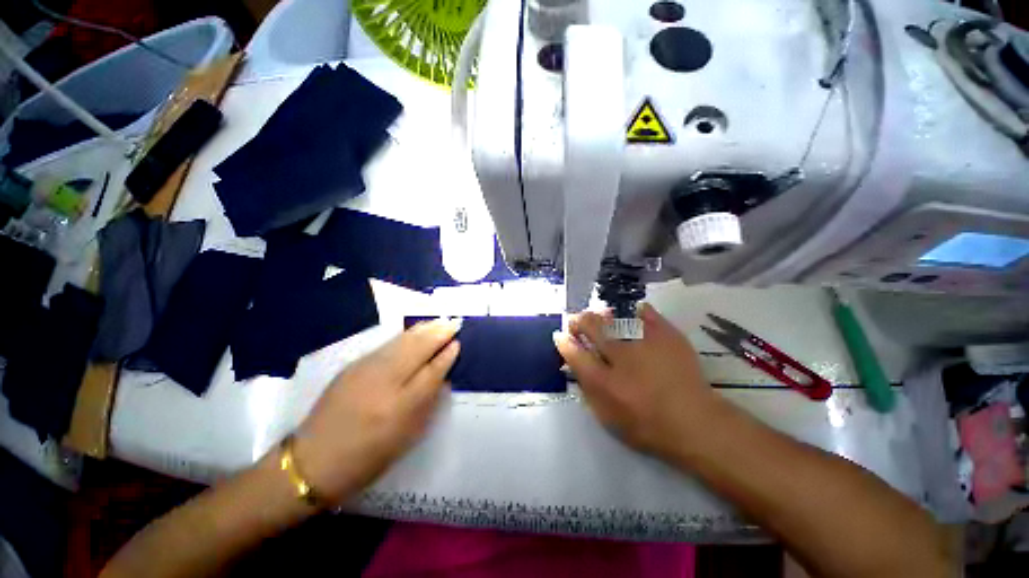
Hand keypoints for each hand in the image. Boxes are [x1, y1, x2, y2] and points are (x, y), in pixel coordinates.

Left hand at [292, 319, 460, 503]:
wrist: (312, 461)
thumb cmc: (367, 458)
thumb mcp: (406, 438)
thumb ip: (427, 404)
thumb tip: (442, 376)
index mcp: (400, 408)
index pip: (431, 372)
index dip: (446, 356)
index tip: (457, 343)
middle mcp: (384, 382)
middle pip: (418, 349)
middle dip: (438, 333)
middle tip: (454, 323)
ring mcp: (366, 370)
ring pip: (402, 341)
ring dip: (424, 329)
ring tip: (439, 321)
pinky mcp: (353, 365)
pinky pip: (387, 344)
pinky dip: (406, 335)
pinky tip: (415, 331)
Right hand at [553, 304, 724, 458]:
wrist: (696, 423)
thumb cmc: (647, 426)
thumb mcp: (608, 417)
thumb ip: (587, 389)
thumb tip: (573, 366)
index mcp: (605, 382)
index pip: (574, 353)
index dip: (564, 341)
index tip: (560, 335)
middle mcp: (621, 357)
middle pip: (591, 327)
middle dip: (579, 321)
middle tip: (577, 321)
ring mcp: (645, 343)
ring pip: (614, 317)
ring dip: (601, 315)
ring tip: (600, 316)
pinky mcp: (667, 335)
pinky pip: (646, 314)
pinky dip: (636, 311)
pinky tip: (632, 314)